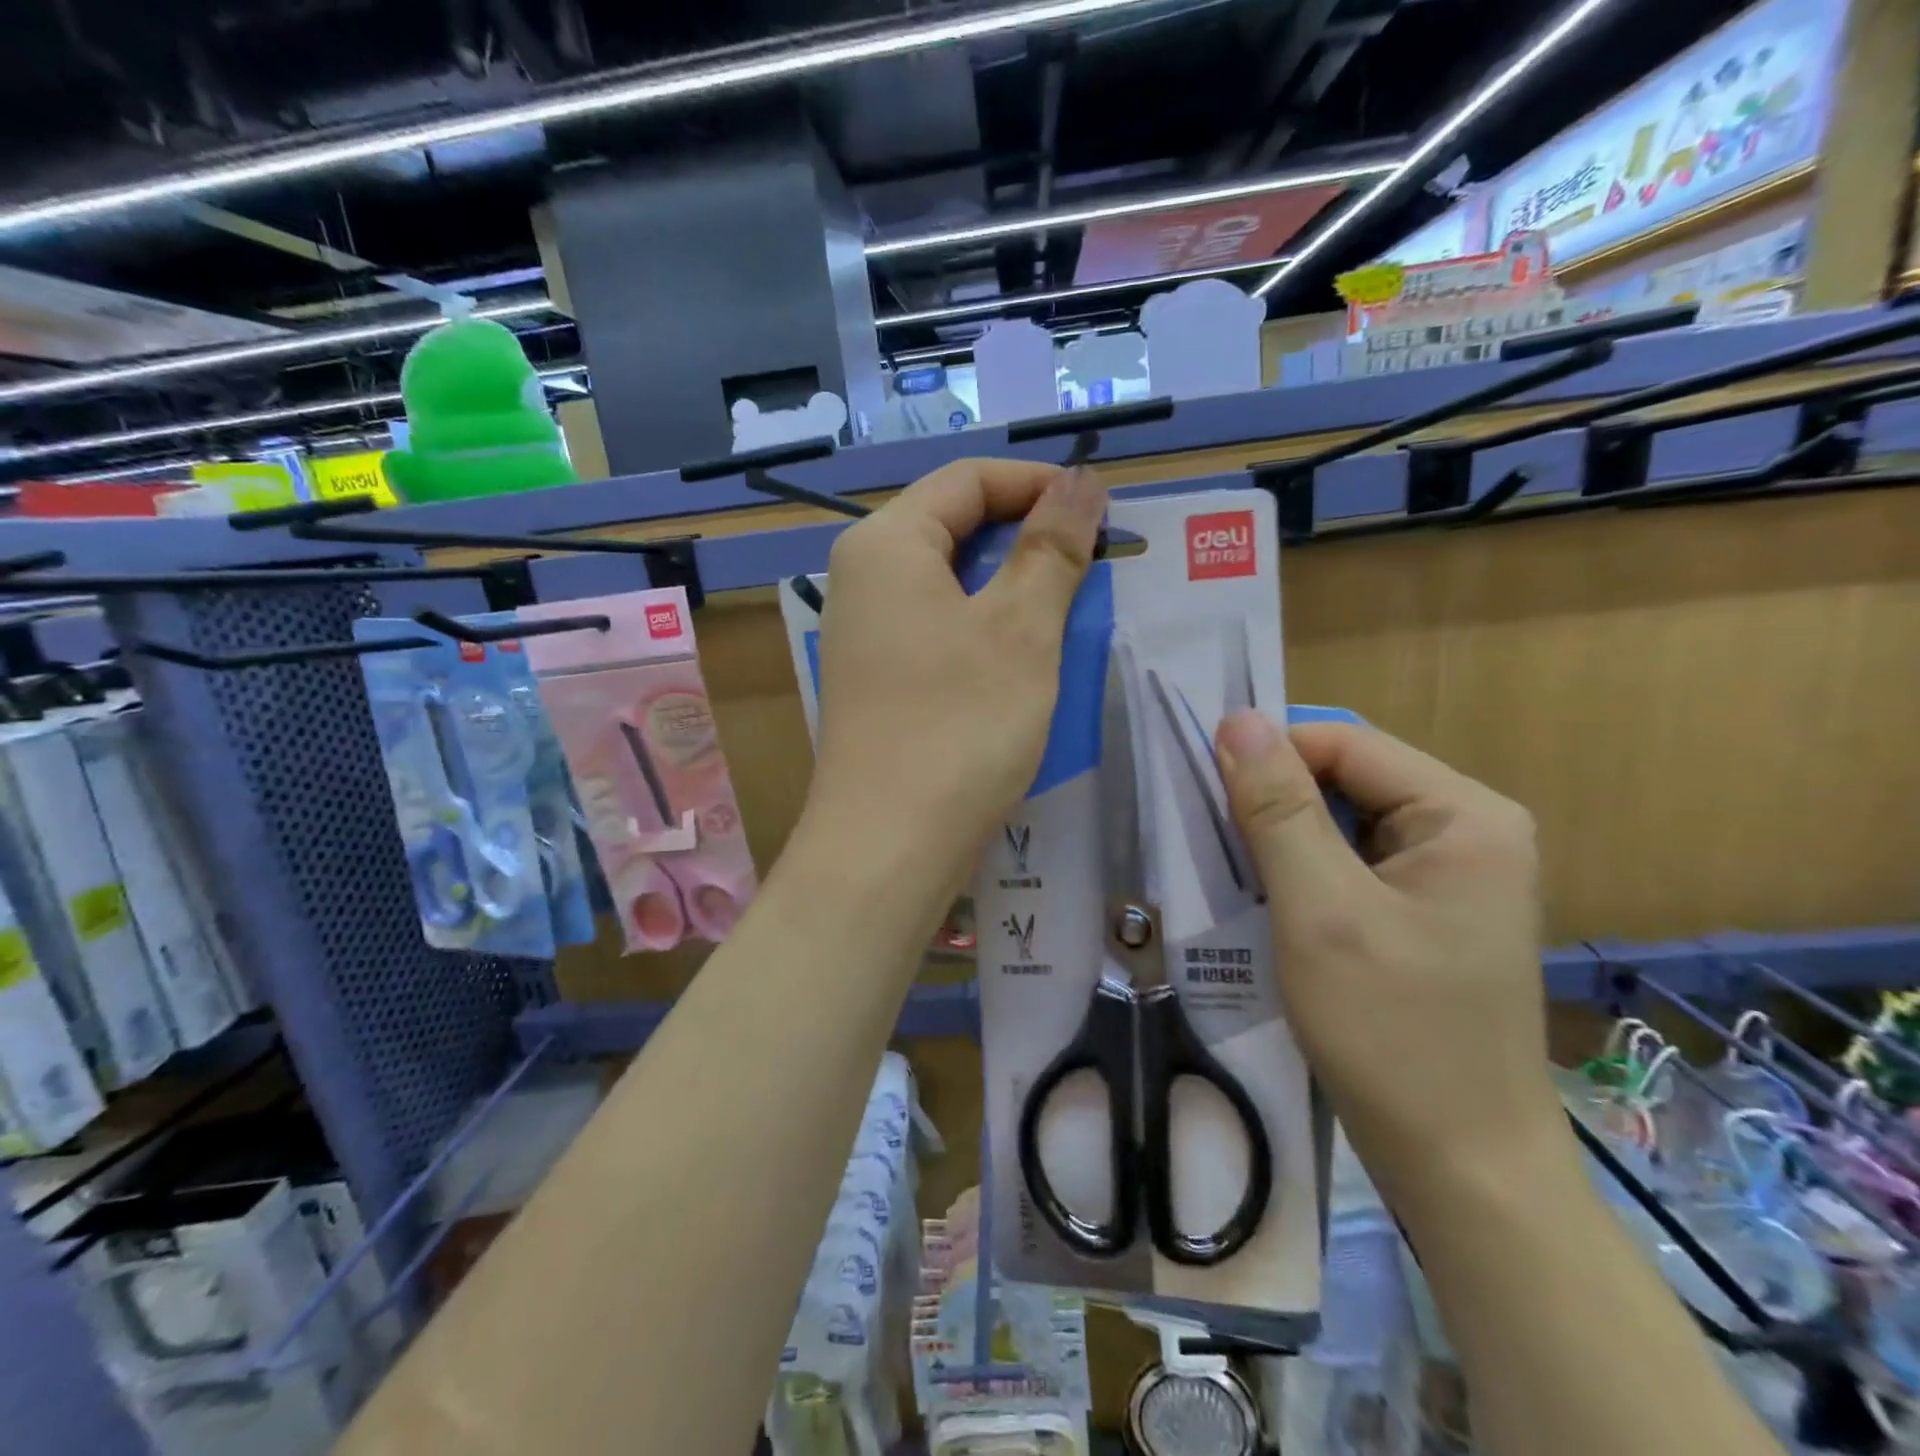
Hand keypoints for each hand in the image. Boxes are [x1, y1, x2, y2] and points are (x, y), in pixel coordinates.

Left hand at [803, 458, 1105, 887]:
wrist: (889, 845)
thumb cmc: (959, 724)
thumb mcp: (1021, 628)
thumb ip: (1051, 545)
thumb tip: (1079, 480)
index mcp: (886, 544)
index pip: (968, 479)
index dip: (1038, 484)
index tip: (1102, 510)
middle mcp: (863, 578)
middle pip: (955, 526)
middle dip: (1028, 537)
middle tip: (1094, 563)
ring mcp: (866, 633)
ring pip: (951, 582)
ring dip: (1013, 586)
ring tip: (1071, 608)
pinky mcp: (879, 678)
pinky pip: (940, 628)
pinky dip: (987, 628)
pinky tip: (1027, 657)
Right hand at [1214, 714, 1560, 1198]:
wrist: (1459, 1166)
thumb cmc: (1392, 1033)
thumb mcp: (1321, 911)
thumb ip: (1277, 809)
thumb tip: (1237, 719)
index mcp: (1465, 815)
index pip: (1345, 745)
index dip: (1269, 757)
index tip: (1202, 792)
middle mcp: (1466, 830)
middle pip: (1345, 779)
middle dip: (1273, 802)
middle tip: (1210, 838)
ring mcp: (1447, 874)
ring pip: (1341, 822)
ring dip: (1280, 839)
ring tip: (1229, 871)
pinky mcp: (1423, 910)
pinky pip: (1348, 863)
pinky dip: (1299, 872)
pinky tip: (1265, 901)